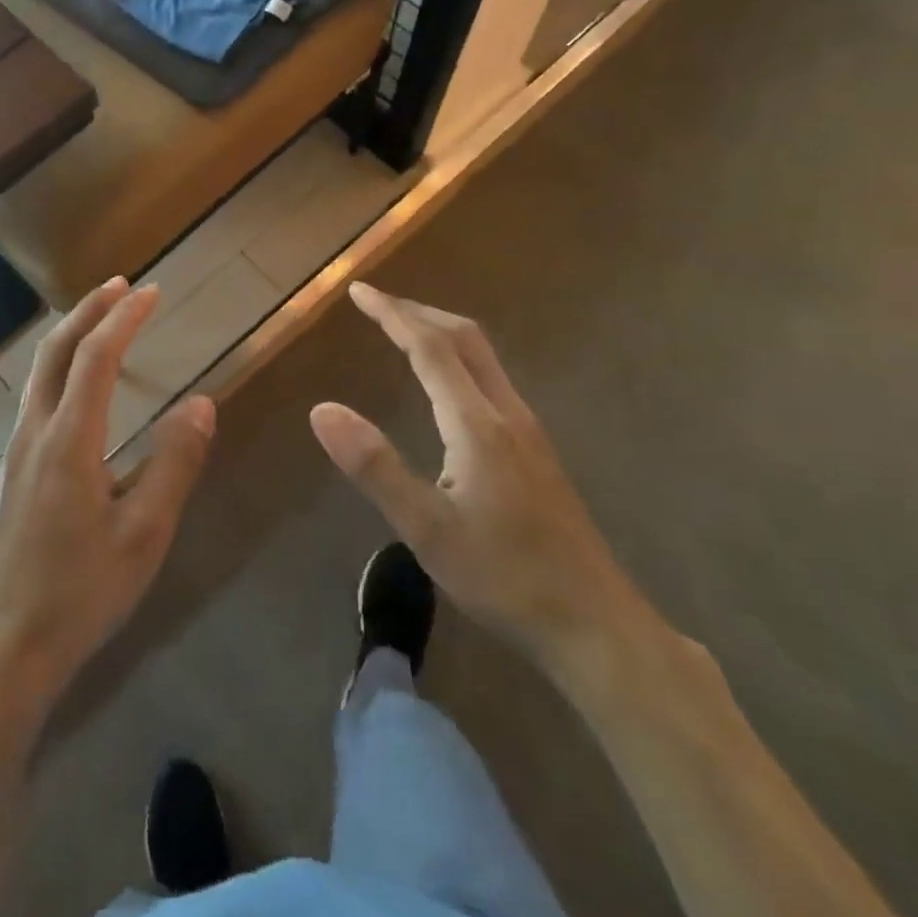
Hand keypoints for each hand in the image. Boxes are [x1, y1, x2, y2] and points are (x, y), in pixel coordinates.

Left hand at [0, 278, 215, 716]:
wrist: (5, 646)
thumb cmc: (82, 592)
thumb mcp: (145, 533)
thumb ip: (175, 464)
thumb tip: (201, 403)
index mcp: (69, 441)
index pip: (96, 357)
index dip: (123, 318)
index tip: (150, 292)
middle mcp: (34, 433)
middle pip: (56, 352)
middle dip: (88, 311)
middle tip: (120, 287)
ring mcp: (15, 453)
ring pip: (40, 373)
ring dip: (71, 337)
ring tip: (101, 323)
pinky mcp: (10, 473)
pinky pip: (35, 398)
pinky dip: (60, 369)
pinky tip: (77, 388)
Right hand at [310, 283, 638, 660]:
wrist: (595, 625)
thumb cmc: (505, 577)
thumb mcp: (427, 529)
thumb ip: (374, 466)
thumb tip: (322, 409)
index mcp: (477, 424)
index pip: (431, 348)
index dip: (392, 314)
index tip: (359, 291)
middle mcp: (507, 415)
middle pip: (465, 339)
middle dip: (418, 312)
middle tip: (376, 303)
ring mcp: (528, 433)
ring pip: (483, 358)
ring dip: (440, 333)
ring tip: (404, 332)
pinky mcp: (536, 453)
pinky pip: (491, 381)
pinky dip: (458, 359)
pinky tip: (446, 387)